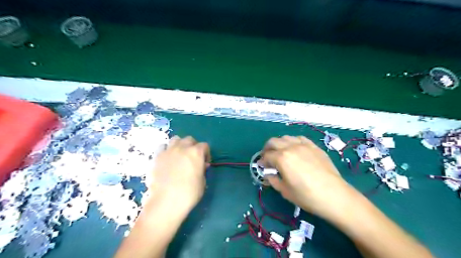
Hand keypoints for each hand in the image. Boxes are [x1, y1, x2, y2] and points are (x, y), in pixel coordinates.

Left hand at [149, 136, 209, 212]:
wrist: (166, 201)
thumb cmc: (189, 193)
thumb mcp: (202, 181)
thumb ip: (202, 170)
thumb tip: (201, 165)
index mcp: (196, 152)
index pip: (204, 146)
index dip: (206, 154)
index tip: (205, 163)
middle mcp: (183, 147)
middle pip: (190, 139)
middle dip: (193, 146)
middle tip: (192, 158)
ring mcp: (168, 151)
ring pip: (176, 139)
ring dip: (180, 145)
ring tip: (179, 155)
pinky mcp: (157, 157)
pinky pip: (163, 147)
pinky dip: (166, 150)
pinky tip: (167, 159)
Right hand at [263, 136, 355, 220]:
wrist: (334, 195)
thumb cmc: (307, 196)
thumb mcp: (285, 191)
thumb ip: (273, 180)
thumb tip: (268, 173)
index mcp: (282, 158)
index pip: (267, 155)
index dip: (262, 161)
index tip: (262, 166)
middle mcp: (291, 147)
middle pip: (273, 141)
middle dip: (267, 148)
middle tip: (268, 157)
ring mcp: (304, 145)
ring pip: (286, 137)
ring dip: (279, 144)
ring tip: (281, 152)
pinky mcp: (314, 146)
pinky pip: (300, 138)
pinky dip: (293, 142)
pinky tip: (295, 149)